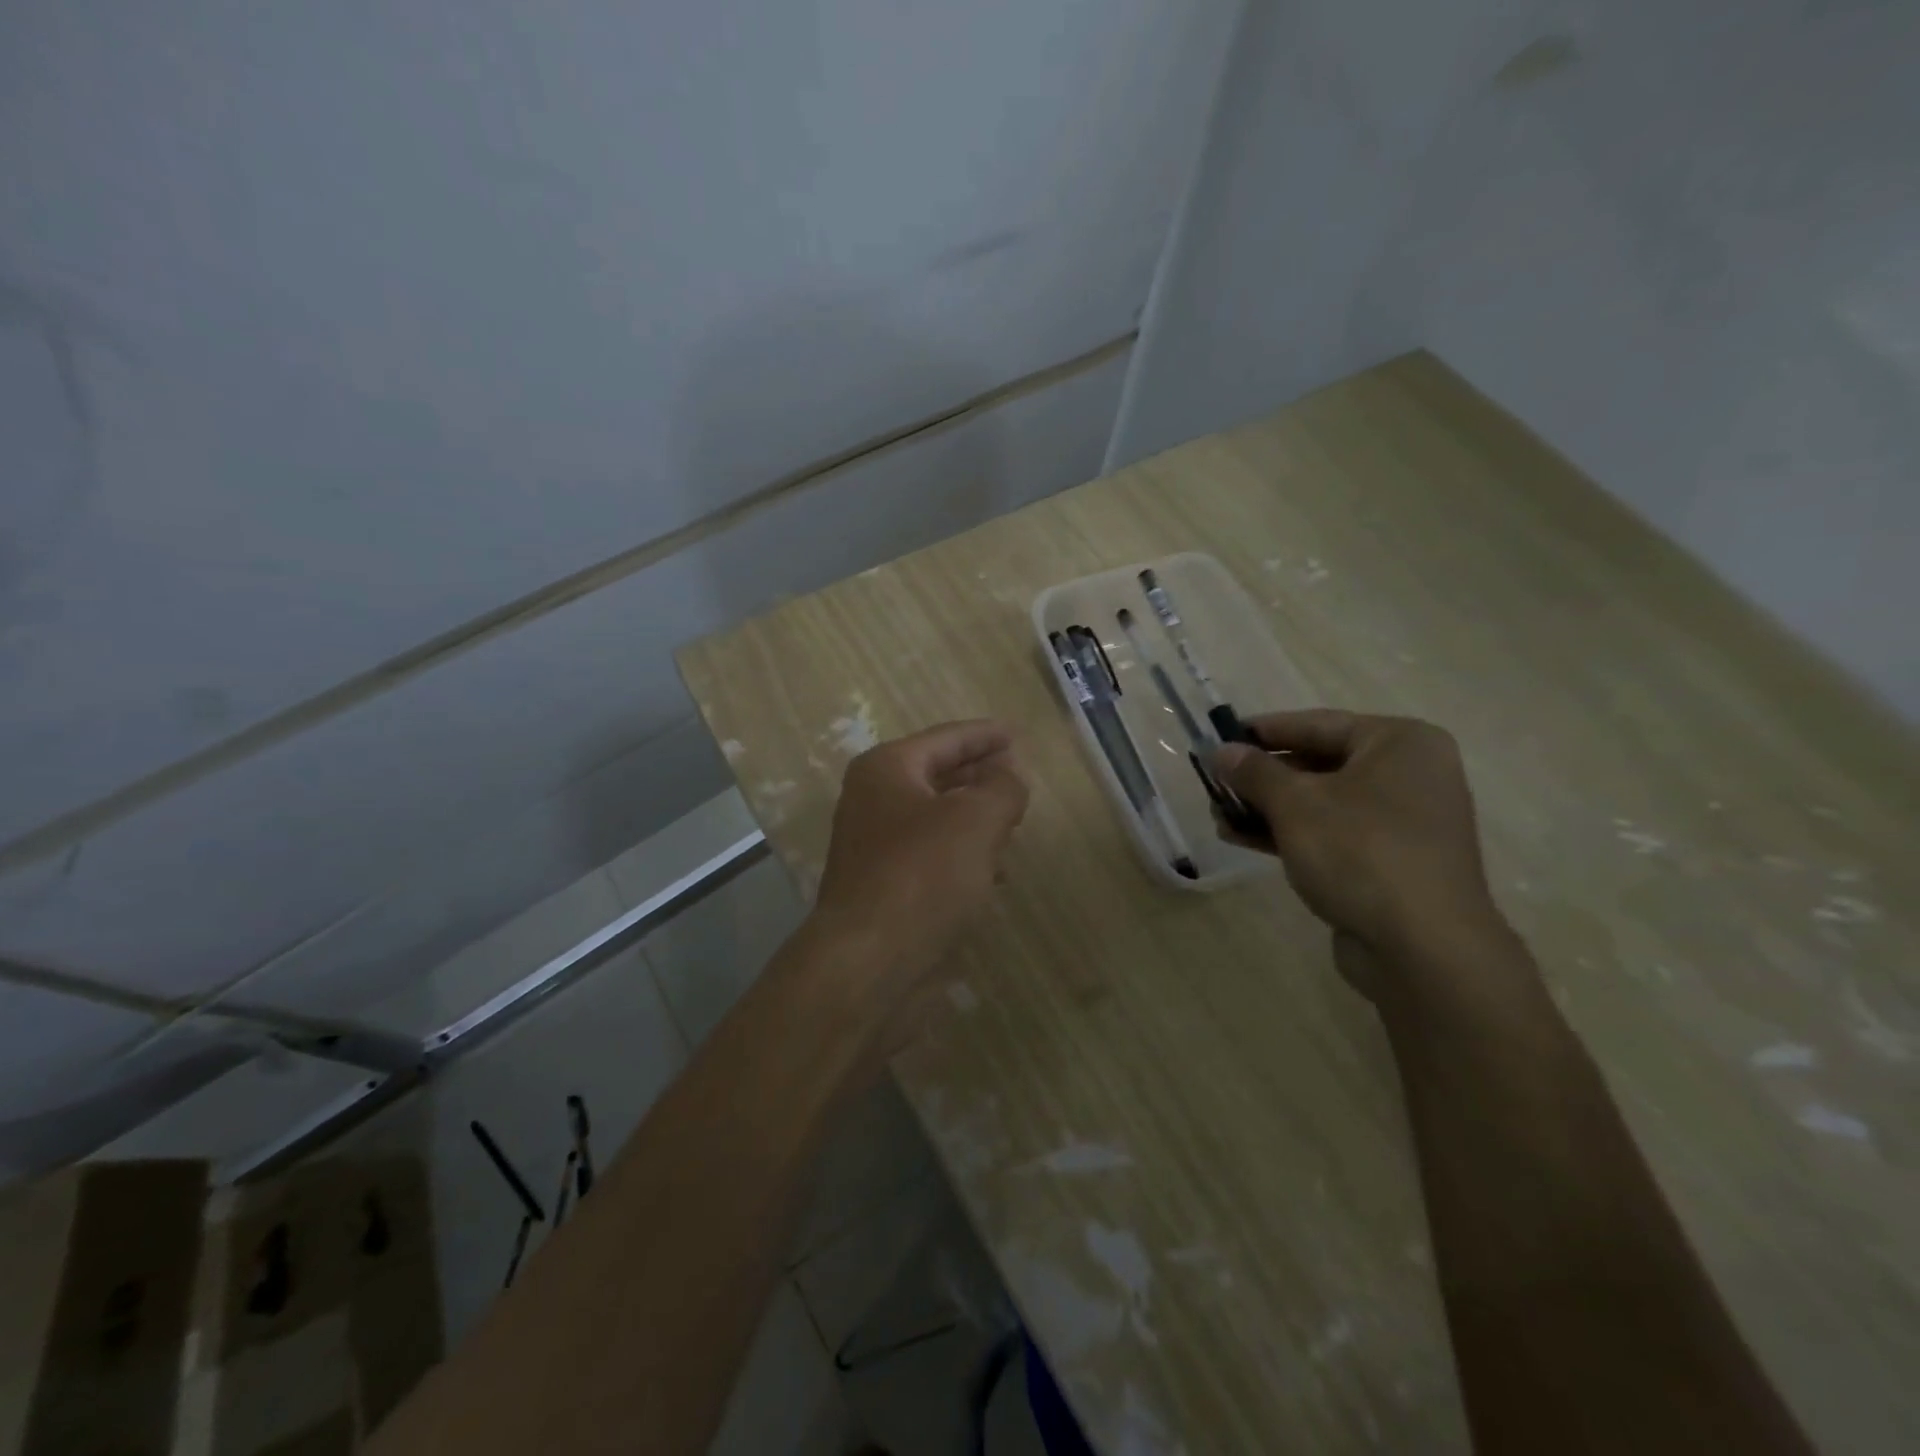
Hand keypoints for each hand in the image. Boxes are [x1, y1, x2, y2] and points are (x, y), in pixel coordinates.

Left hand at [813, 720, 1029, 981]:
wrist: (869, 962)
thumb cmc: (922, 875)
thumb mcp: (976, 820)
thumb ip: (1002, 787)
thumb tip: (1009, 772)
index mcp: (887, 770)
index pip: (945, 739)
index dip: (985, 735)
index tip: (1018, 734)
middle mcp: (873, 801)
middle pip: (938, 776)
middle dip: (980, 775)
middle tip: (1019, 778)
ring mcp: (875, 846)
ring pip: (936, 818)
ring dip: (974, 818)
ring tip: (1013, 823)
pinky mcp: (885, 887)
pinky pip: (932, 856)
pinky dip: (963, 855)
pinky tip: (995, 872)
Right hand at [1212, 710, 1502, 962]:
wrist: (1422, 948)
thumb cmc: (1361, 853)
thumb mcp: (1296, 804)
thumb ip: (1254, 772)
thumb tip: (1221, 751)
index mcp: (1399, 743)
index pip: (1316, 724)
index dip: (1263, 731)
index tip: (1219, 737)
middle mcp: (1408, 774)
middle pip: (1318, 763)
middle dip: (1261, 777)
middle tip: (1214, 783)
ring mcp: (1401, 821)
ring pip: (1320, 802)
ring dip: (1267, 808)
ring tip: (1219, 815)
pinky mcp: (1388, 861)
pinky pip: (1331, 833)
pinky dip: (1290, 833)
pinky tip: (1243, 839)